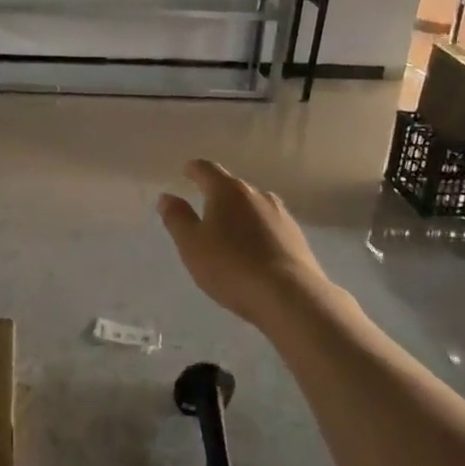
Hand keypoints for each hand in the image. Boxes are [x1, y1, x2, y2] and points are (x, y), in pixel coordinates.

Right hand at [157, 160, 327, 327]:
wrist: (289, 296)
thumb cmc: (231, 267)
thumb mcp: (192, 245)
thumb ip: (177, 218)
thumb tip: (167, 197)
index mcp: (227, 191)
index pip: (207, 169)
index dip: (193, 169)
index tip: (186, 172)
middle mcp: (257, 194)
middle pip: (232, 187)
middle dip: (217, 194)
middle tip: (204, 209)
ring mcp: (281, 214)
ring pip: (254, 206)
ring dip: (240, 213)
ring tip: (230, 231)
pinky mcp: (297, 236)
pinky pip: (270, 225)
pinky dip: (258, 231)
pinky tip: (254, 250)